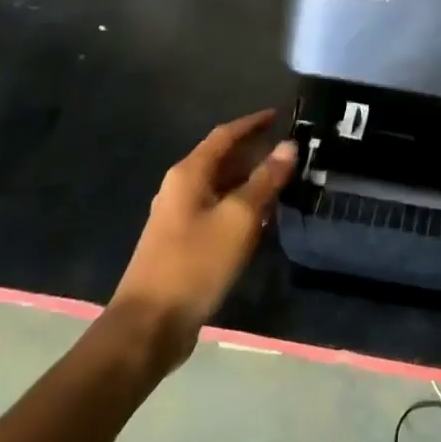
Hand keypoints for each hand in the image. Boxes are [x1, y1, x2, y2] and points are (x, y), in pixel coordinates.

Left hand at [105, 111, 295, 367]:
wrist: (149, 325)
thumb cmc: (195, 263)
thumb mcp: (239, 218)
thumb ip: (266, 180)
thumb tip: (289, 146)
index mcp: (189, 174)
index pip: (225, 135)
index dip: (253, 123)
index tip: (280, 115)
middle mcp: (181, 188)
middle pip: (223, 160)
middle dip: (256, 153)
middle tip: (291, 153)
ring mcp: (179, 217)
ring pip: (221, 187)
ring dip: (251, 182)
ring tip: (285, 183)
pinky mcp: (183, 243)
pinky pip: (217, 211)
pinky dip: (241, 207)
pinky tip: (263, 220)